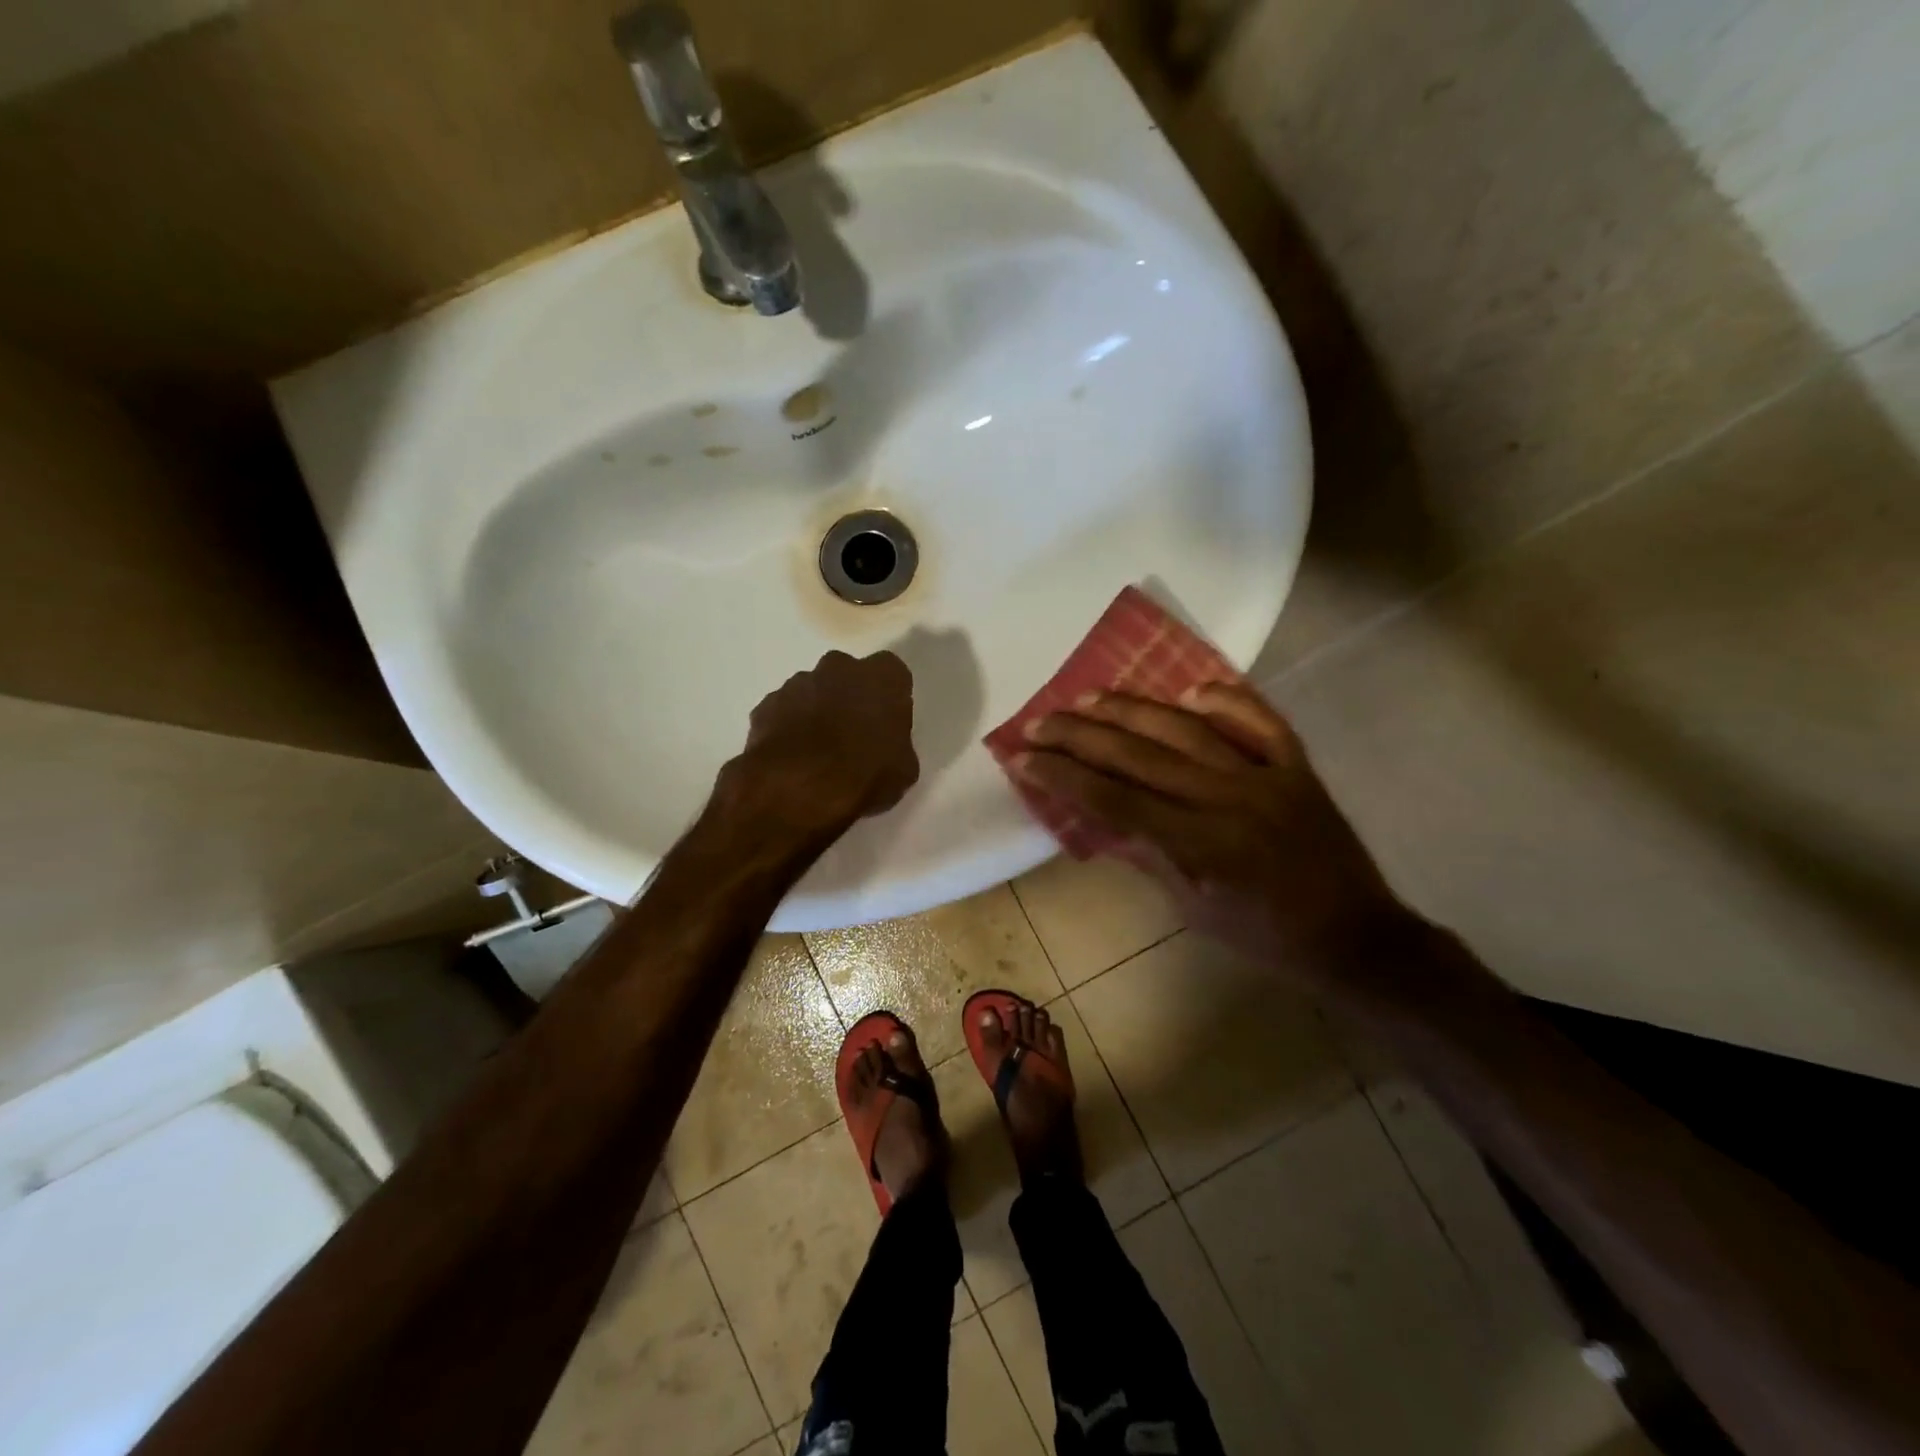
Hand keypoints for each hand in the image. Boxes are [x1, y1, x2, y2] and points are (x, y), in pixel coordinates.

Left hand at [714, 650, 918, 847]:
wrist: (797, 788)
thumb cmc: (864, 774)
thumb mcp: (903, 770)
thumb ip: (897, 745)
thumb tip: (887, 748)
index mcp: (882, 677)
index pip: (892, 673)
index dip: (889, 697)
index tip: (887, 722)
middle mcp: (839, 668)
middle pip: (848, 675)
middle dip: (850, 697)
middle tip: (853, 734)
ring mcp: (797, 683)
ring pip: (812, 691)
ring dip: (817, 712)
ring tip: (818, 752)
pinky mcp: (765, 705)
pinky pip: (783, 712)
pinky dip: (788, 728)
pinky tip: (791, 759)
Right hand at [1017, 682, 1408, 980]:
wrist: (1357, 938)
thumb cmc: (1267, 938)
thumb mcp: (1196, 913)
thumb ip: (1149, 857)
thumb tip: (1099, 815)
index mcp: (1204, 845)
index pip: (1116, 799)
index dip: (1064, 776)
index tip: (1023, 758)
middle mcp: (1231, 799)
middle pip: (1142, 756)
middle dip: (1082, 735)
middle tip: (1040, 721)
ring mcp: (1268, 776)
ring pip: (1189, 730)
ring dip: (1133, 710)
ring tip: (1089, 696)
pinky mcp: (1297, 767)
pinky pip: (1260, 722)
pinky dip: (1227, 701)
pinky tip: (1190, 691)